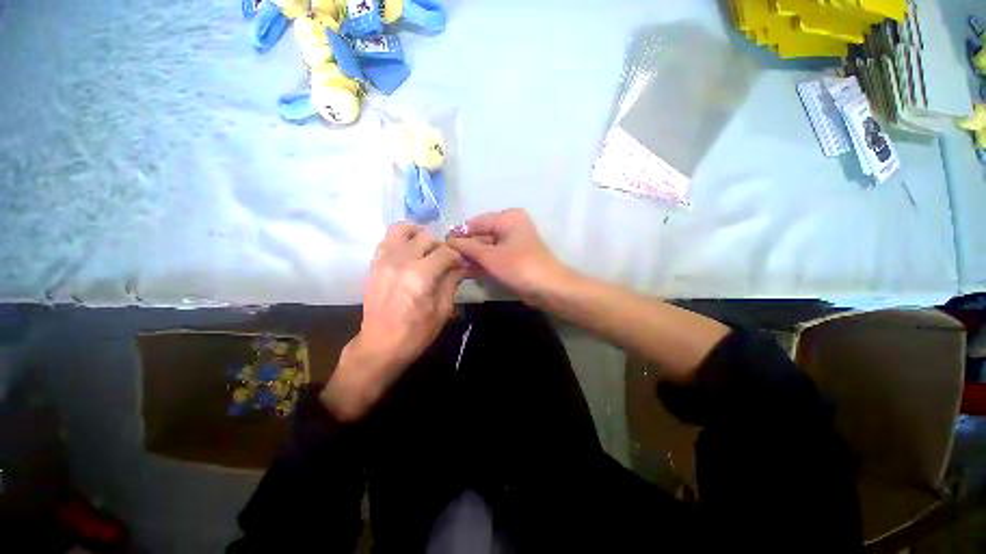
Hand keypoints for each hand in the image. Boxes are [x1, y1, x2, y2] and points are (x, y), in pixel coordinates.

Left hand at [322, 223, 463, 420]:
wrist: (380, 345)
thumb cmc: (416, 332)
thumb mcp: (442, 310)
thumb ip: (451, 283)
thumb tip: (459, 267)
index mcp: (420, 275)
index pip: (445, 252)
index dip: (456, 257)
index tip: (459, 265)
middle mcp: (401, 261)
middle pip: (425, 238)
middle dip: (440, 246)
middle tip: (444, 260)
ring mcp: (383, 260)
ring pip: (402, 230)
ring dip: (418, 236)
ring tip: (425, 249)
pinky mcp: (374, 265)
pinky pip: (387, 240)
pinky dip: (401, 241)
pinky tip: (409, 253)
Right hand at [448, 209, 572, 304]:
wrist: (548, 289)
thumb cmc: (519, 267)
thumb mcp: (490, 256)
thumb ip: (468, 247)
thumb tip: (448, 241)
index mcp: (507, 218)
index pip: (476, 222)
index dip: (459, 233)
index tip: (441, 244)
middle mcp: (510, 226)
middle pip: (481, 235)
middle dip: (465, 248)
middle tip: (445, 259)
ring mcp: (512, 243)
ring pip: (486, 248)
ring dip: (472, 257)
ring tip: (453, 266)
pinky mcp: (513, 258)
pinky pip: (493, 257)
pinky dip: (482, 264)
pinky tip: (466, 271)